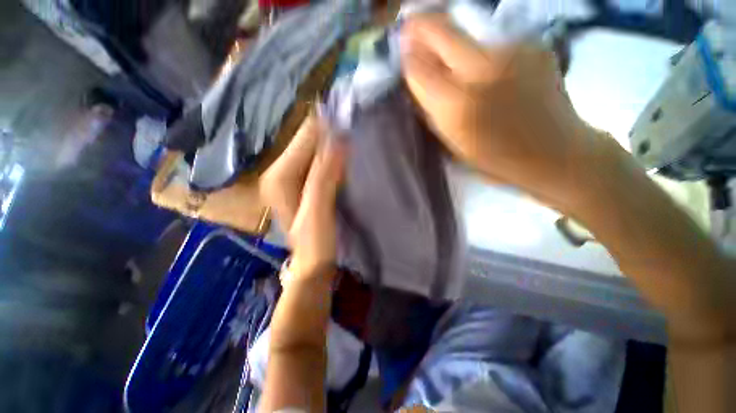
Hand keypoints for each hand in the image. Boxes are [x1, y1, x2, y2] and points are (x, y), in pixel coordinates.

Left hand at [260, 115, 345, 279]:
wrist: (311, 264)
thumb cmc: (315, 242)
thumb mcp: (318, 210)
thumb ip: (324, 176)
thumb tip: (339, 140)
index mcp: (279, 176)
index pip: (304, 140)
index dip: (325, 127)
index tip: (345, 113)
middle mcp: (279, 172)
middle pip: (306, 142)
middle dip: (327, 133)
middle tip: (351, 122)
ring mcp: (290, 178)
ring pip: (312, 151)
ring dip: (330, 143)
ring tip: (350, 134)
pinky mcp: (302, 185)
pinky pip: (316, 162)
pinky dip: (330, 155)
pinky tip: (343, 154)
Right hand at [400, 14, 605, 210]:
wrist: (553, 153)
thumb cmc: (494, 159)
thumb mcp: (451, 144)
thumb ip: (431, 109)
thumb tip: (416, 77)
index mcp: (456, 106)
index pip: (418, 67)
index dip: (407, 58)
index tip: (403, 53)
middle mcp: (481, 70)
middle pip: (441, 29)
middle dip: (421, 26)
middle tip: (412, 28)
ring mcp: (511, 51)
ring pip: (467, 31)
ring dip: (452, 41)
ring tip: (455, 62)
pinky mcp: (533, 44)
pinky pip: (493, 41)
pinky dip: (481, 52)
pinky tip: (488, 71)